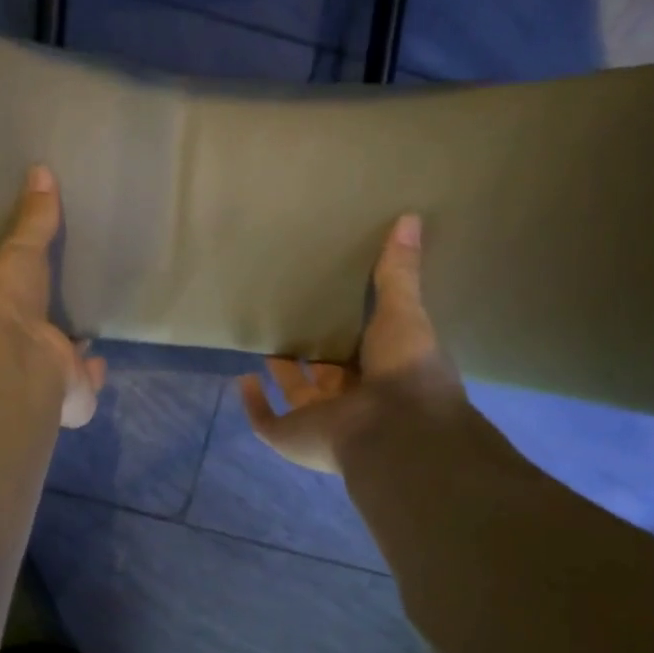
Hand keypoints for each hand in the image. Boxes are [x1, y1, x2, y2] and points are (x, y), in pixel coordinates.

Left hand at [0, 165, 106, 428]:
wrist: (14, 358)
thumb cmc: (7, 300)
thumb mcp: (20, 250)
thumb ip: (34, 220)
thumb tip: (41, 170)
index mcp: (2, 310)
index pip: (17, 297)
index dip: (27, 290)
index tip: (40, 278)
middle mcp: (21, 345)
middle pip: (40, 332)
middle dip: (51, 325)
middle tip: (68, 308)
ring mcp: (45, 374)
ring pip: (59, 362)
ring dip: (70, 353)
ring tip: (87, 334)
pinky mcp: (73, 395)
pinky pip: (86, 385)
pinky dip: (94, 374)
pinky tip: (101, 361)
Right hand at [240, 214, 460, 473]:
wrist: (393, 428)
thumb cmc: (406, 371)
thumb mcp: (403, 312)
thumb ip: (399, 273)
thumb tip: (409, 217)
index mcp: (381, 375)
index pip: (361, 352)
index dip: (347, 334)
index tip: (333, 307)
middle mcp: (350, 401)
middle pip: (324, 374)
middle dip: (311, 353)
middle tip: (295, 319)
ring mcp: (317, 421)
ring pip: (294, 394)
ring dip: (281, 372)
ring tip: (268, 340)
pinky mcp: (288, 435)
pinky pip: (264, 419)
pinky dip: (252, 403)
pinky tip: (243, 378)